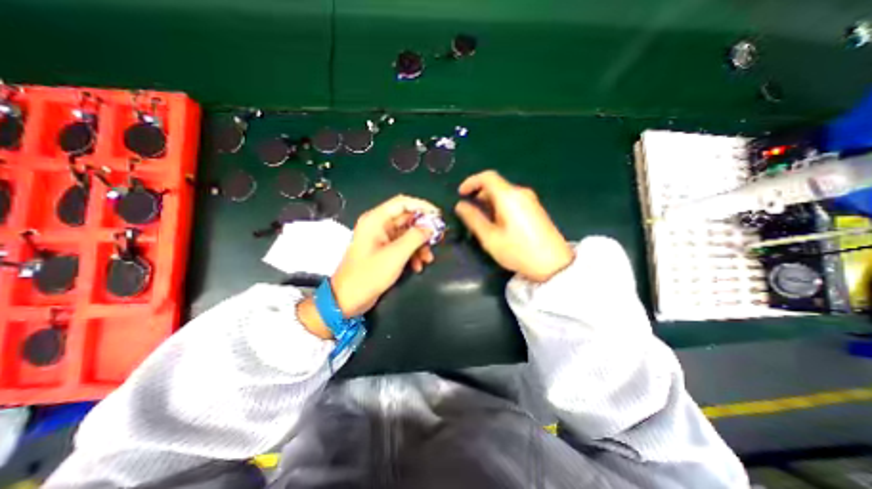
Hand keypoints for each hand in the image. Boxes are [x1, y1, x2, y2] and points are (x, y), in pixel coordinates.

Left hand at [332, 194, 434, 316]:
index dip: (422, 206)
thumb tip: (431, 227)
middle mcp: (379, 225)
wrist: (348, 299)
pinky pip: (403, 246)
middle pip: (407, 219)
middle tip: (439, 239)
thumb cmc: (369, 274)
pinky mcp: (384, 250)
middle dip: (423, 230)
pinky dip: (412, 254)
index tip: (438, 216)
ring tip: (428, 259)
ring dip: (420, 245)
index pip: (402, 203)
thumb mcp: (395, 255)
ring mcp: (381, 238)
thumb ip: (415, 238)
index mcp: (376, 220)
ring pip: (407, 234)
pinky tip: (418, 267)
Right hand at [458, 170, 573, 281]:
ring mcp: (530, 200)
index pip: (487, 176)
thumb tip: (460, 205)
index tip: (461, 194)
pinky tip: (499, 224)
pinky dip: (500, 206)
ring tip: (483, 222)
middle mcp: (521, 193)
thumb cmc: (518, 251)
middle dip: (479, 196)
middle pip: (495, 185)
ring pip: (503, 194)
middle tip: (470, 214)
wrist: (554, 265)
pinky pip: (512, 201)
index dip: (471, 182)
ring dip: (489, 203)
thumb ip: (473, 219)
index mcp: (509, 196)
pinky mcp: (535, 209)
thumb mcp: (490, 237)